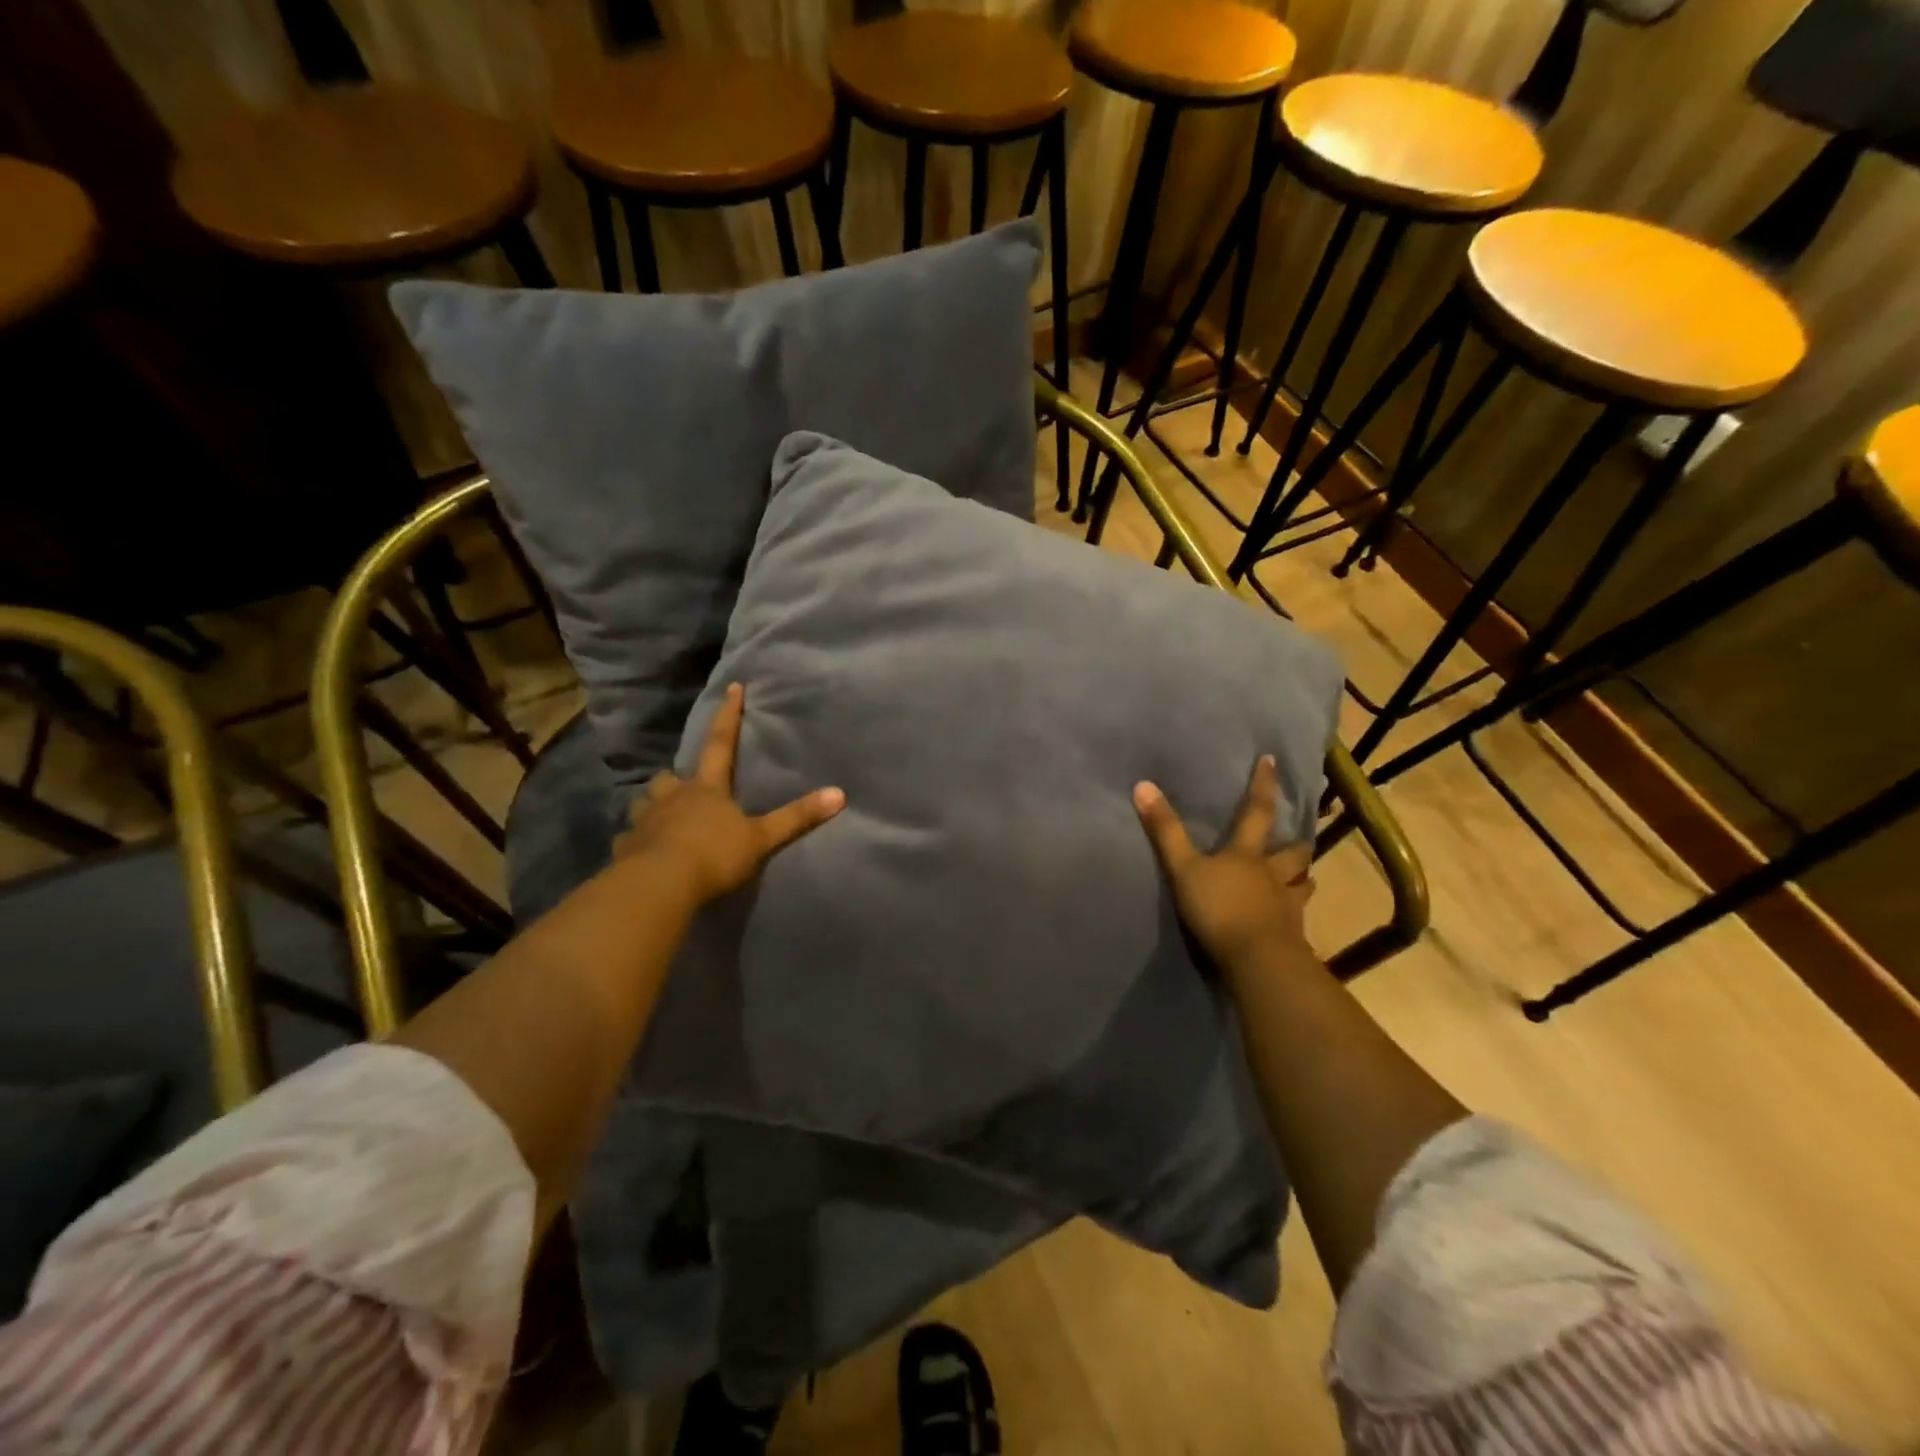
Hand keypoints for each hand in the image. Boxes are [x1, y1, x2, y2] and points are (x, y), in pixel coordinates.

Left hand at [615, 682, 844, 906]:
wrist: (658, 885)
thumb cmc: (714, 854)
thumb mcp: (760, 838)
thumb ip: (796, 818)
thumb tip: (840, 794)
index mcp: (706, 788)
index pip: (721, 743)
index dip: (729, 716)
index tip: (733, 688)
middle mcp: (672, 797)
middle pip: (671, 777)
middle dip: (677, 777)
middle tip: (684, 784)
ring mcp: (645, 821)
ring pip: (646, 804)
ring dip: (655, 806)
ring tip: (663, 817)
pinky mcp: (626, 848)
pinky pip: (631, 839)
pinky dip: (637, 841)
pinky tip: (643, 852)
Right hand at [1133, 755, 1314, 968]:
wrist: (1256, 959)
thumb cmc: (1219, 907)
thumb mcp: (1183, 868)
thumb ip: (1165, 831)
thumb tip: (1143, 785)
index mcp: (1246, 854)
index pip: (1256, 812)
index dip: (1262, 786)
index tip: (1272, 761)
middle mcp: (1272, 875)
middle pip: (1291, 854)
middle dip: (1296, 844)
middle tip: (1301, 838)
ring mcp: (1286, 906)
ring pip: (1301, 885)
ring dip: (1302, 879)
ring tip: (1303, 878)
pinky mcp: (1291, 936)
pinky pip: (1298, 921)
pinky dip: (1296, 916)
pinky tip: (1294, 922)